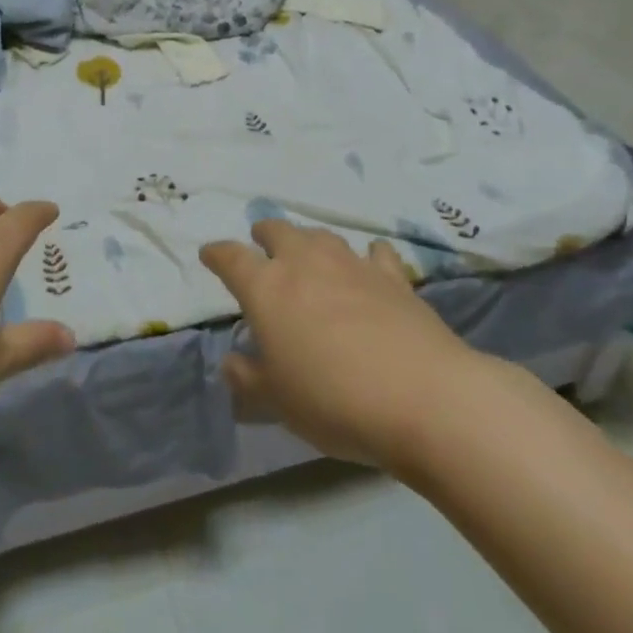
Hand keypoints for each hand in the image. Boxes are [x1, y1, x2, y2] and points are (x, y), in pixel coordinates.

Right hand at [200, 221, 482, 467]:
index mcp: (266, 287)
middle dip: (264, 234)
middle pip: (277, 230)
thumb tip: (231, 362)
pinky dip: (366, 255)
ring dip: (309, 241)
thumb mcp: (278, 401)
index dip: (217, 254)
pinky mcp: (393, 277)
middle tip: (262, 245)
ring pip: (322, 236)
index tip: (209, 254)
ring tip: (309, 253)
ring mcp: (351, 264)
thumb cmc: (333, 400)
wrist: (423, 397)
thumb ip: (248, 378)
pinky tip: (370, 263)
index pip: (231, 258)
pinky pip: (374, 253)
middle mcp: (304, 262)